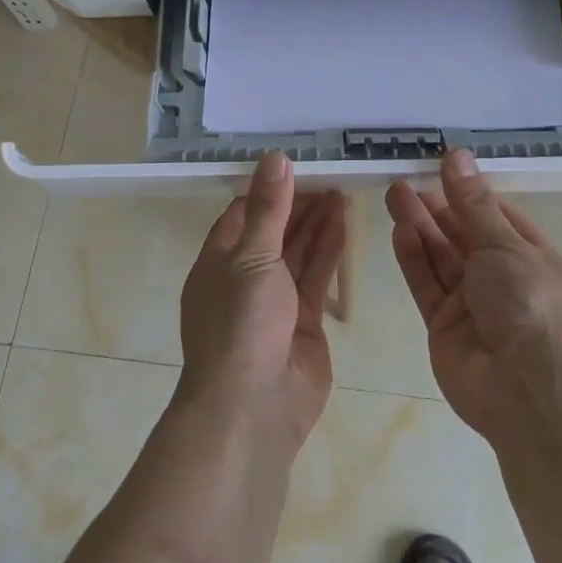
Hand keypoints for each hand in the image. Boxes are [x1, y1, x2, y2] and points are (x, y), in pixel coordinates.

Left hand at [179, 152, 346, 449]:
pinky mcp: (303, 321)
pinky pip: (315, 277)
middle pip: (273, 232)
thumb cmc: (240, 323)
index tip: (295, 165)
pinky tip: (343, 223)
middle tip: (328, 175)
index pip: (242, 215)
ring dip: (317, 223)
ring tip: (341, 191)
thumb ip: (269, 208)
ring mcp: (275, 302)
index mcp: (218, 262)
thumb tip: (274, 157)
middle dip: (297, 205)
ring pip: (297, 253)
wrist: (254, 405)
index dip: (267, 190)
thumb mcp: (252, 256)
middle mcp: (244, 278)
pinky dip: (328, 250)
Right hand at [386, 150, 561, 444]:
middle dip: (436, 206)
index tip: (439, 165)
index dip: (468, 191)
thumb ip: (473, 203)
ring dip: (420, 226)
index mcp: (531, 256)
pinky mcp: (445, 326)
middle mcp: (502, 278)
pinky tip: (400, 230)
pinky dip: (414, 258)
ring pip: (441, 257)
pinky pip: (427, 285)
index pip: (496, 215)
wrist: (532, 394)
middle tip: (404, 177)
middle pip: (463, 234)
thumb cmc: (532, 304)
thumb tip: (457, 155)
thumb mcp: (505, 245)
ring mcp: (472, 304)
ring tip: (394, 193)